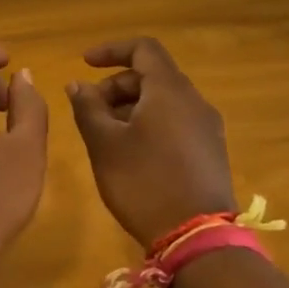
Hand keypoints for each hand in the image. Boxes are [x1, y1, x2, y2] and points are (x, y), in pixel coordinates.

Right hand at [66, 37, 234, 248]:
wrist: (197, 238)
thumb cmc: (144, 182)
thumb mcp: (104, 144)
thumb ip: (88, 108)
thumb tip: (78, 84)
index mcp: (170, 90)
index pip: (143, 48)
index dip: (112, 50)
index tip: (85, 63)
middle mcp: (194, 101)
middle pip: (152, 75)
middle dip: (116, 85)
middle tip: (89, 110)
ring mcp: (207, 127)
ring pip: (164, 100)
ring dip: (131, 106)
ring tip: (105, 135)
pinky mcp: (210, 151)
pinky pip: (176, 121)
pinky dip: (149, 123)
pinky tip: (131, 153)